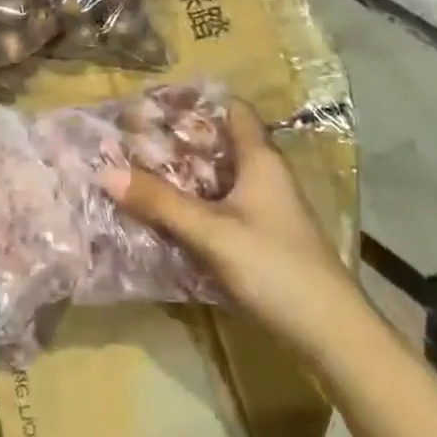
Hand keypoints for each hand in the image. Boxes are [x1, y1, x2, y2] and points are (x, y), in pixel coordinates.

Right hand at [103, 99, 355, 344]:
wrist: (331, 335)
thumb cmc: (275, 267)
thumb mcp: (212, 233)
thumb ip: (160, 202)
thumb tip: (105, 171)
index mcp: (260, 160)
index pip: (232, 109)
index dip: (196, 101)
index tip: (154, 102)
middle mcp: (263, 176)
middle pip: (218, 144)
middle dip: (177, 140)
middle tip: (131, 138)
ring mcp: (263, 209)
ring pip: (216, 178)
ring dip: (181, 175)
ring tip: (135, 170)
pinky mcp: (259, 238)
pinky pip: (218, 207)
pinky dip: (191, 204)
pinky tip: (161, 214)